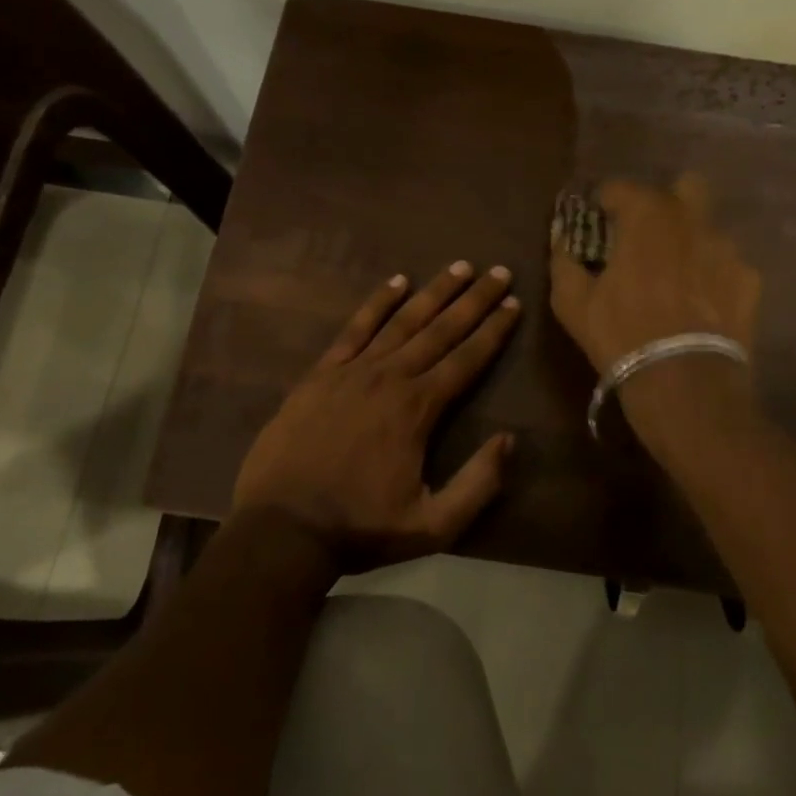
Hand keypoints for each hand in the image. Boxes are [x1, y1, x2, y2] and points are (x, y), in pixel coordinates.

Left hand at [232, 262, 521, 573]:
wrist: (282, 529)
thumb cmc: (359, 528)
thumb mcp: (433, 526)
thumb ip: (477, 485)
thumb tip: (508, 440)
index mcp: (418, 409)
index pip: (467, 359)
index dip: (493, 331)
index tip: (514, 304)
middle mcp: (390, 377)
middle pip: (441, 330)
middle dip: (474, 299)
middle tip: (499, 271)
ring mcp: (352, 371)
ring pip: (402, 321)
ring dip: (433, 292)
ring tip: (460, 267)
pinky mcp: (321, 374)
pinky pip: (355, 329)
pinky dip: (377, 303)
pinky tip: (396, 282)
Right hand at [548, 175, 760, 376]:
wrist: (684, 380)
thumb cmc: (621, 333)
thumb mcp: (572, 302)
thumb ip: (563, 261)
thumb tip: (561, 239)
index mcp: (646, 216)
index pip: (621, 188)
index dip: (605, 202)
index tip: (597, 221)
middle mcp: (693, 220)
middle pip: (684, 187)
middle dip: (664, 203)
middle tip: (646, 235)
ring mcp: (728, 248)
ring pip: (708, 229)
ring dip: (690, 242)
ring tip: (676, 277)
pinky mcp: (750, 280)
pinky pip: (727, 266)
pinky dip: (713, 276)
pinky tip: (701, 303)